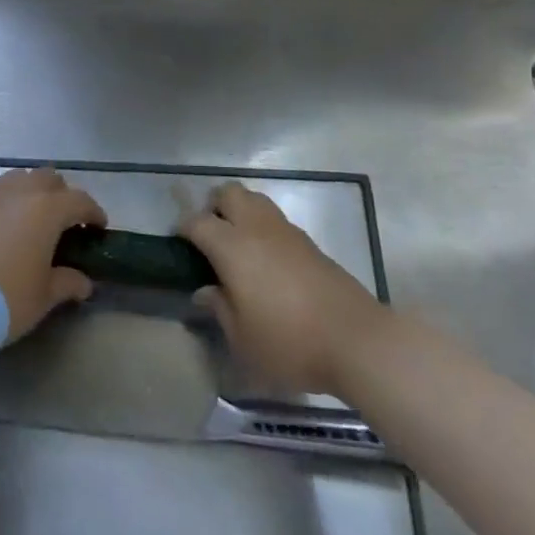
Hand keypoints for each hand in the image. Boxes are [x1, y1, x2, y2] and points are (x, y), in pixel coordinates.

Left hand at [0, 168, 106, 341]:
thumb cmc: (6, 299)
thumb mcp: (44, 297)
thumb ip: (68, 283)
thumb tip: (84, 283)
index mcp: (47, 209)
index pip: (80, 201)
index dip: (93, 213)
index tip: (97, 227)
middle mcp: (19, 191)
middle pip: (48, 178)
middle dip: (60, 195)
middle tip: (61, 221)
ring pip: (16, 179)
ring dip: (27, 193)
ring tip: (25, 218)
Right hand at [180, 182, 385, 397]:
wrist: (356, 339)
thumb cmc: (289, 342)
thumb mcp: (243, 339)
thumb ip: (220, 309)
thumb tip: (205, 291)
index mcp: (233, 247)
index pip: (197, 222)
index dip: (183, 228)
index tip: (178, 244)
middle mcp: (257, 228)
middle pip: (228, 193)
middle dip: (213, 207)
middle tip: (210, 238)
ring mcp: (286, 231)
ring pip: (255, 199)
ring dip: (240, 212)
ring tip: (238, 246)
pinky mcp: (309, 242)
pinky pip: (275, 220)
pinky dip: (263, 228)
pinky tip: (267, 261)